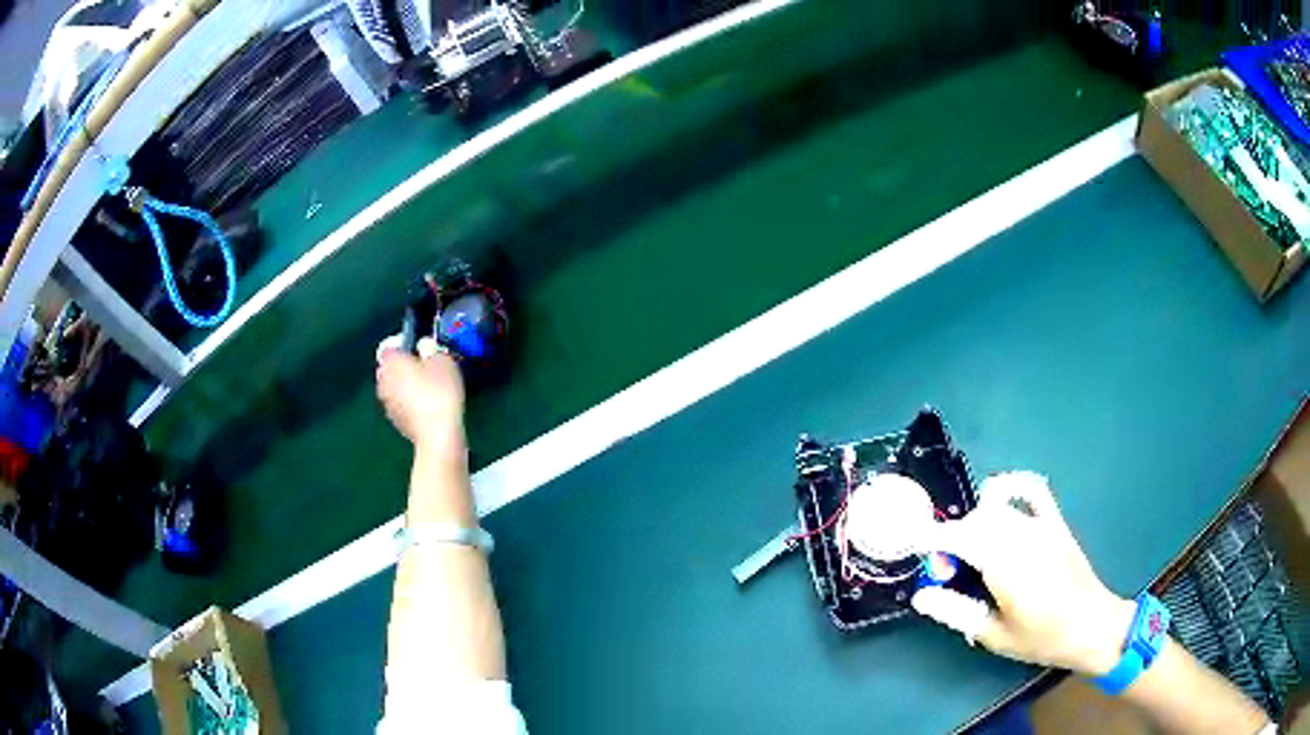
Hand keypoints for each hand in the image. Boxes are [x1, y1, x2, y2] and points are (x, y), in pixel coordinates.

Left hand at [376, 335, 466, 456]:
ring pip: (395, 388)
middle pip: (391, 367)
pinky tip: (428, 407)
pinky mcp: (396, 422)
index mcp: (391, 361)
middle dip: (405, 367)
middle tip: (427, 369)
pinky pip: (401, 405)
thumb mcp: (443, 360)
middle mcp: (383, 380)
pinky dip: (410, 404)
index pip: (391, 346)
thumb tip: (425, 347)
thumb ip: (431, 348)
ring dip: (407, 386)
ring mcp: (387, 403)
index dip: (406, 345)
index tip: (421, 349)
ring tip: (429, 389)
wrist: (438, 434)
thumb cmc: (440, 392)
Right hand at [911, 472, 1134, 676]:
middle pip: (975, 521)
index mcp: (1004, 565)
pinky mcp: (1054, 522)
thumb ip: (956, 612)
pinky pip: (1031, 489)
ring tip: (971, 551)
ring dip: (975, 523)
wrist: (1091, 625)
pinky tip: (999, 498)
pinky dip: (1011, 485)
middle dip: (953, 539)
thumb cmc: (1041, 638)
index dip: (932, 539)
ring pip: (996, 508)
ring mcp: (1040, 525)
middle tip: (947, 570)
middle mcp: (1020, 536)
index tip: (915, 547)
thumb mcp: (993, 634)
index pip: (959, 537)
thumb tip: (922, 597)